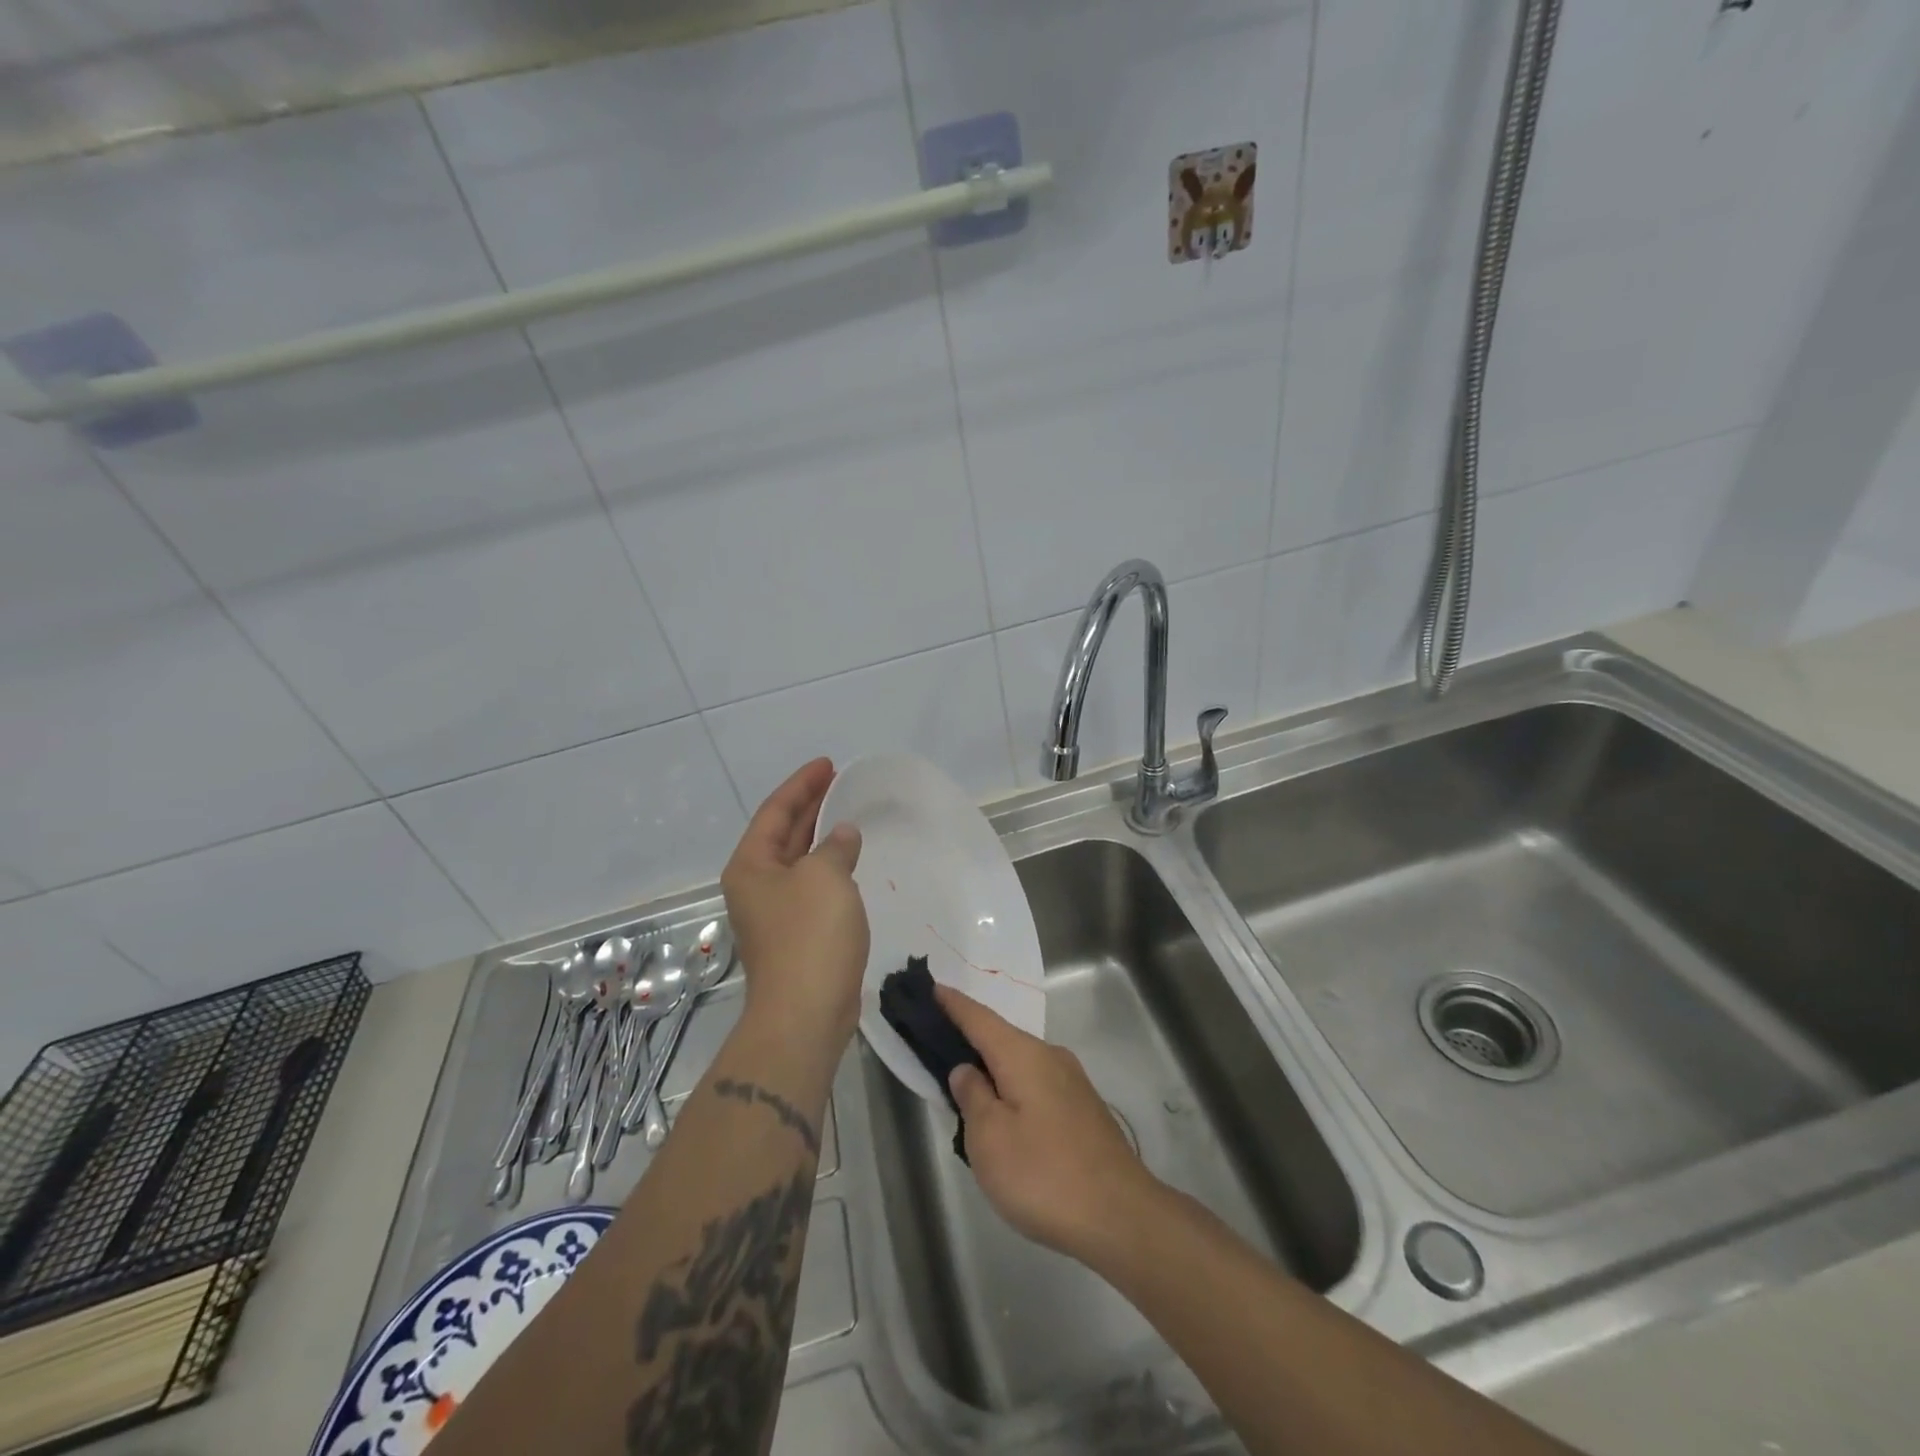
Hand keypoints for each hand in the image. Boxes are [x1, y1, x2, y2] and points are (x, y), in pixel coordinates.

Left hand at [722, 759, 868, 1053]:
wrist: (804, 1014)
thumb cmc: (810, 936)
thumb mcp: (826, 878)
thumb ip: (835, 847)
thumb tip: (842, 835)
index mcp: (751, 865)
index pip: (775, 811)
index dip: (802, 784)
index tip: (827, 764)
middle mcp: (755, 885)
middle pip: (782, 833)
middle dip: (809, 806)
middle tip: (838, 782)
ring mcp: (774, 912)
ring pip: (797, 861)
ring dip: (819, 837)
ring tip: (846, 814)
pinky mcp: (795, 935)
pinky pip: (811, 886)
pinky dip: (828, 868)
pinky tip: (849, 862)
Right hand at [936, 984, 1161, 1262]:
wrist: (1121, 1217)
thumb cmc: (1044, 1175)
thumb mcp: (989, 1139)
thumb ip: (972, 1096)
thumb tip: (967, 1069)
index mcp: (1023, 1055)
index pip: (979, 1018)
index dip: (953, 1004)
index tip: (932, 987)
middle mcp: (1050, 1057)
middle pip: (1001, 1038)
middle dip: (971, 1038)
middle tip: (937, 1041)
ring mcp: (1072, 1083)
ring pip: (1020, 1064)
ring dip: (993, 1068)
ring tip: (965, 1084)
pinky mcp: (1084, 1110)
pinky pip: (1036, 1084)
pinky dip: (1013, 1088)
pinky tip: (1004, 1115)